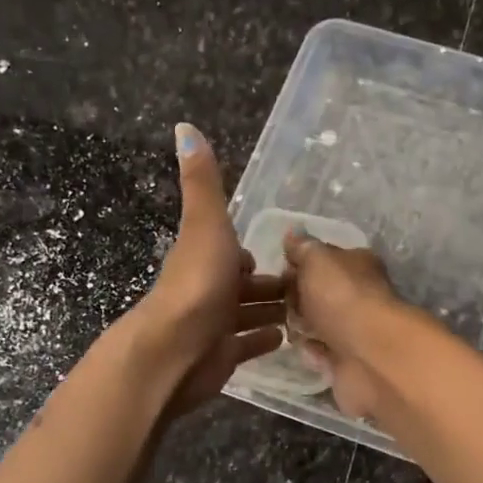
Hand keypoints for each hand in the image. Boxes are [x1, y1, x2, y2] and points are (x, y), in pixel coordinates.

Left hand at [128, 124, 285, 416]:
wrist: (175, 348)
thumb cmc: (198, 282)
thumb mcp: (206, 223)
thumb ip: (203, 182)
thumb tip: (184, 126)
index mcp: (205, 257)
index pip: (233, 253)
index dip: (252, 253)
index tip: (282, 254)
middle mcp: (208, 289)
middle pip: (243, 284)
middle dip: (269, 283)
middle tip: (306, 285)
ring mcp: (214, 325)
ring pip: (247, 314)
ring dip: (270, 309)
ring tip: (305, 310)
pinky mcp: (222, 356)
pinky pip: (248, 345)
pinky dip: (264, 339)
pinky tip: (285, 338)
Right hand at [282, 229, 402, 421]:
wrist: (368, 353)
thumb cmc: (341, 296)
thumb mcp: (317, 259)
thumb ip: (303, 248)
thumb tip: (293, 234)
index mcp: (358, 265)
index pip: (326, 260)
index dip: (300, 265)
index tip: (279, 274)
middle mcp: (360, 295)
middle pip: (320, 293)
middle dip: (297, 298)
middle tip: (277, 302)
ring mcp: (356, 329)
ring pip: (320, 324)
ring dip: (302, 326)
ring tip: (287, 327)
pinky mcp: (349, 361)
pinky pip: (322, 353)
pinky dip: (312, 352)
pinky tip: (304, 349)